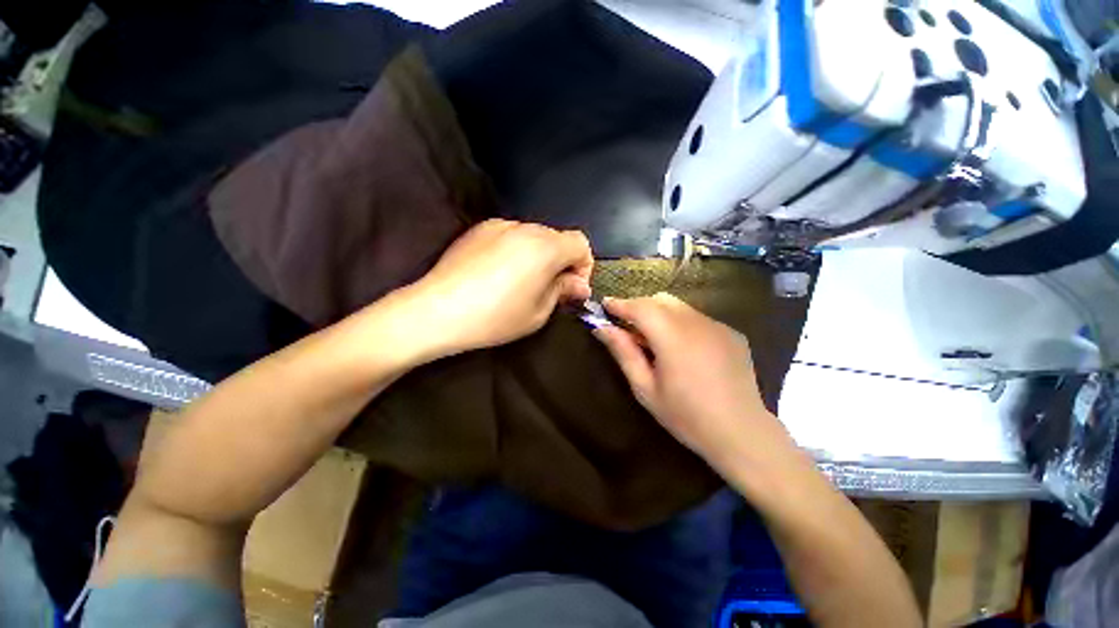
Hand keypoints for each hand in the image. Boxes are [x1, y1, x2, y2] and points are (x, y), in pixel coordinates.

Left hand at [409, 219, 592, 357]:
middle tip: (549, 290)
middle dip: (560, 262)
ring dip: (538, 256)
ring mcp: (499, 225)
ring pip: (533, 237)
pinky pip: (510, 237)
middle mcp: (525, 228)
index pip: (580, 243)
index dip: (583, 266)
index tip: (572, 288)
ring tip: (522, 283)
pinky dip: (516, 251)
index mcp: (545, 247)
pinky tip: (500, 274)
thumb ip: (563, 291)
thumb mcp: (539, 312)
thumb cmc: (495, 317)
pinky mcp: (478, 230)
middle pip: (557, 239)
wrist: (437, 310)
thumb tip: (578, 285)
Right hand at [595, 293, 792, 473]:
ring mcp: (718, 326)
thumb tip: (602, 328)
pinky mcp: (732, 333)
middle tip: (629, 328)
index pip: (640, 307)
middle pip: (661, 299)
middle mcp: (697, 323)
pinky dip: (682, 324)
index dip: (620, 303)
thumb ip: (624, 352)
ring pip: (680, 306)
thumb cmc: (686, 416)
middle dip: (640, 307)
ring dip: (661, 315)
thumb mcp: (645, 388)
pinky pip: (699, 318)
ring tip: (656, 341)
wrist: (742, 433)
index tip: (605, 304)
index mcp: (672, 337)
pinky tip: (685, 350)